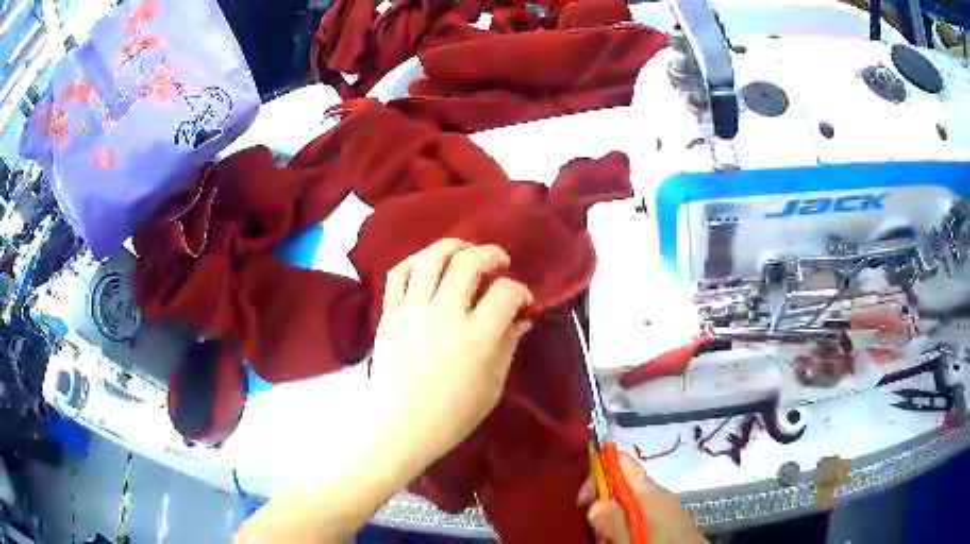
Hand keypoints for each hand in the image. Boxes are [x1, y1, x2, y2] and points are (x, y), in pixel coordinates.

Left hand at [370, 239, 533, 460]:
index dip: (521, 291)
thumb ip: (507, 347)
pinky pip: (399, 274)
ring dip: (453, 246)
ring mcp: (411, 312)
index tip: (522, 302)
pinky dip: (416, 261)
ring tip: (465, 250)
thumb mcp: (491, 387)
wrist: (398, 428)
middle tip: (500, 262)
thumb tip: (520, 320)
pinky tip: (429, 264)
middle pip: (468, 262)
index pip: (506, 293)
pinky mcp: (388, 315)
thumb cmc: (450, 417)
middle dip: (491, 254)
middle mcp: (443, 316)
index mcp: (475, 339)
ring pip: (431, 259)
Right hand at [577, 453, 707, 543]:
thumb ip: (612, 521)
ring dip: (612, 518)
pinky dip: (626, 524)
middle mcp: (658, 493)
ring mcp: (665, 506)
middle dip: (602, 502)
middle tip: (595, 528)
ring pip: (628, 501)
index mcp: (649, 491)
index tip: (584, 500)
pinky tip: (623, 539)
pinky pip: (639, 513)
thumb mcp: (629, 538)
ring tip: (608, 540)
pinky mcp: (668, 519)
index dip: (598, 472)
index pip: (621, 461)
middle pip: (622, 484)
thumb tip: (595, 503)